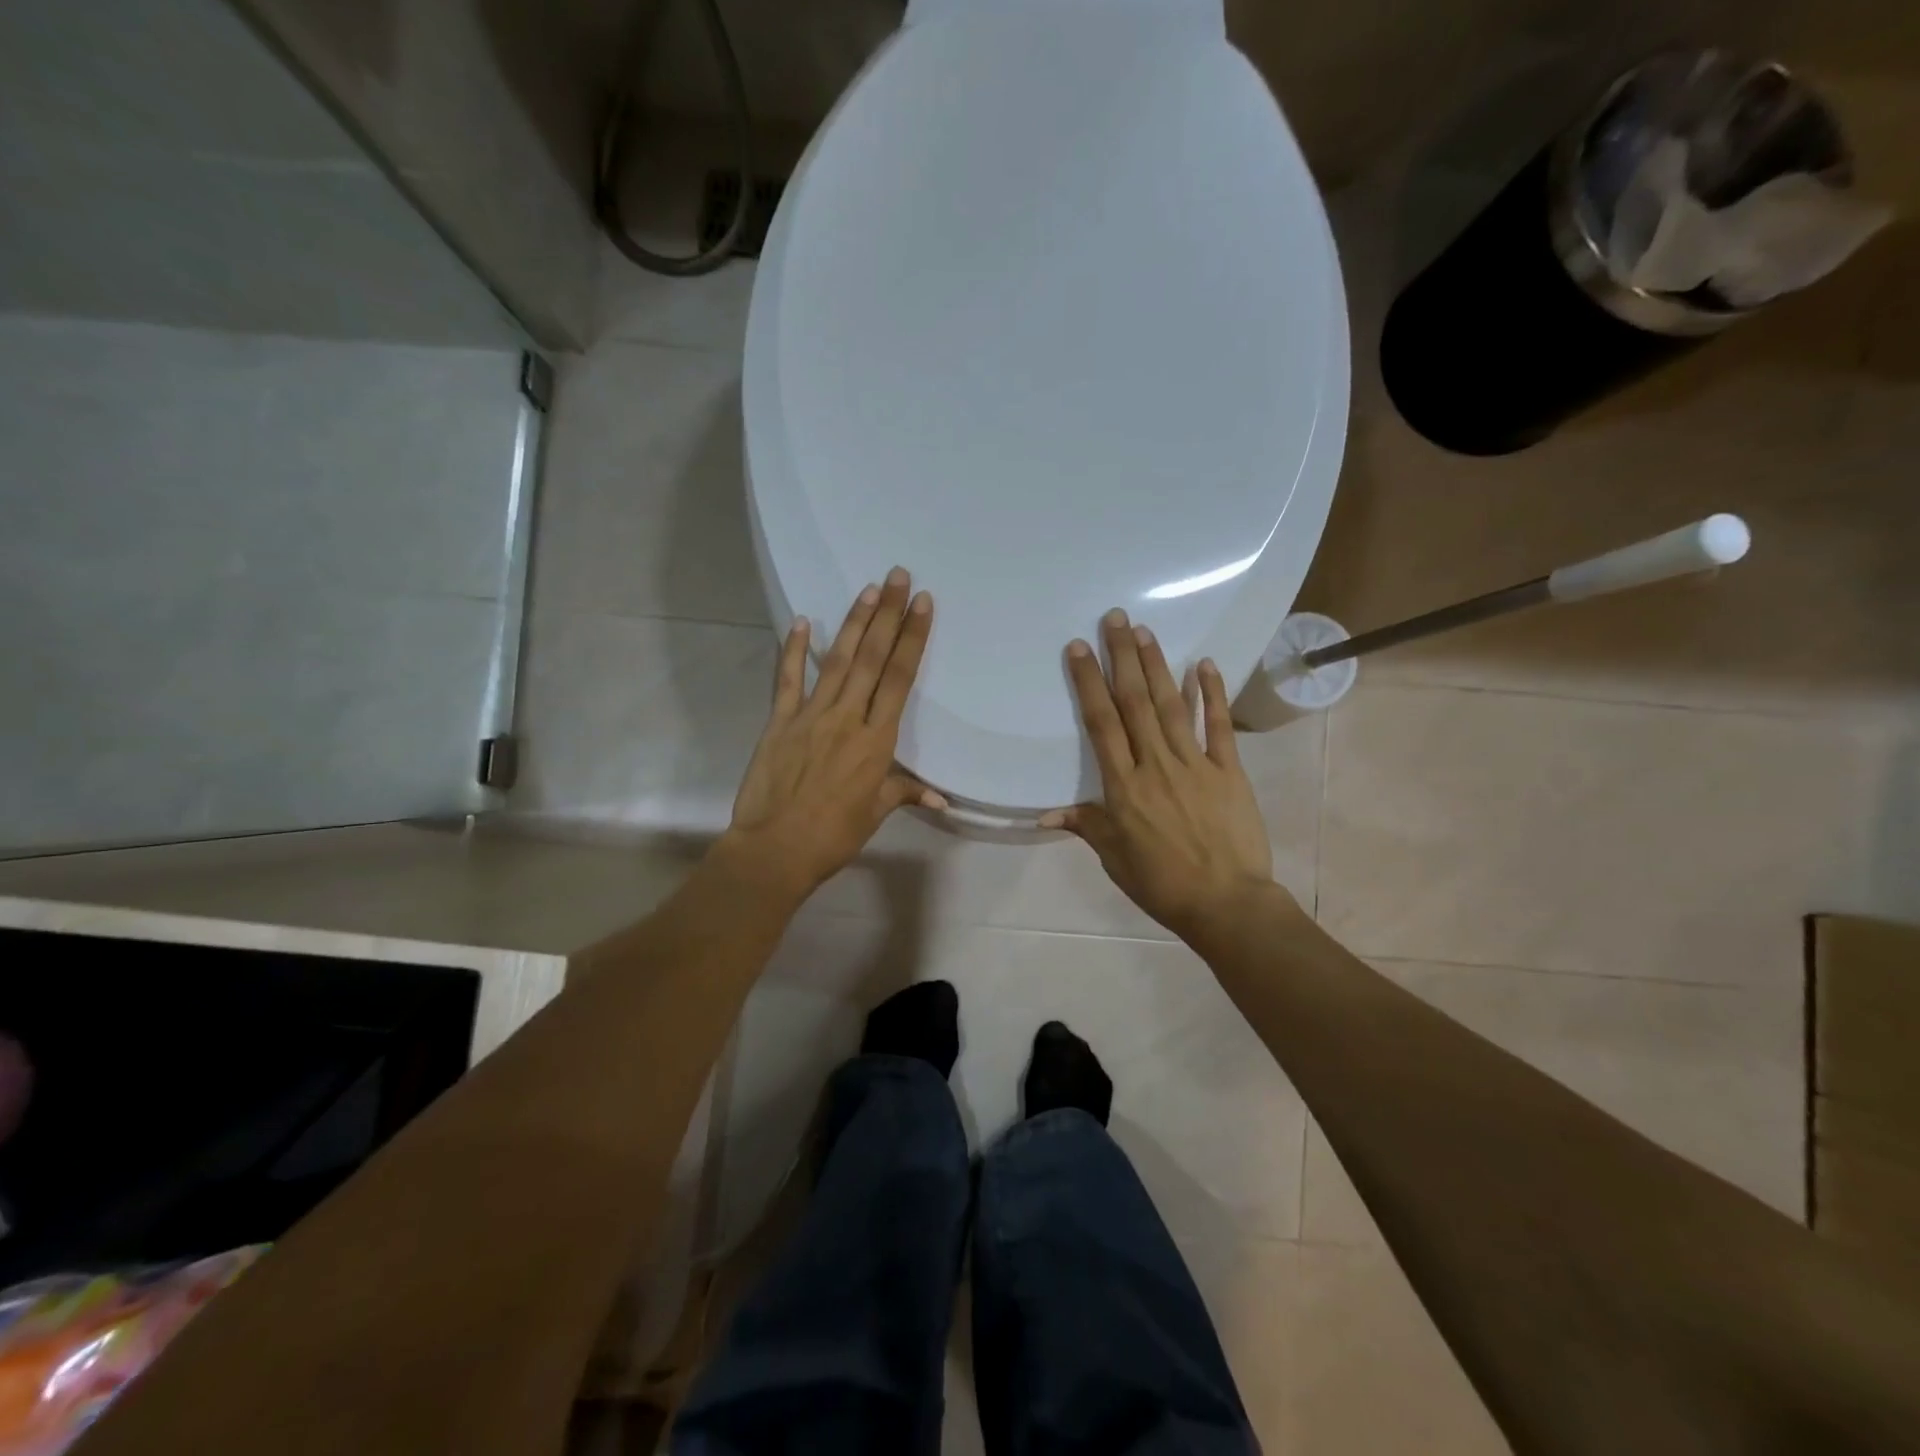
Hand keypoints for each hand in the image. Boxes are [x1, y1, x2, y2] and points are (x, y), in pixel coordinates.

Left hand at [723, 568, 942, 902]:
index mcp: (876, 740)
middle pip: (871, 659)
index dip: (912, 639)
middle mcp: (846, 718)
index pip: (899, 679)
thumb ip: (904, 792)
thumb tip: (940, 797)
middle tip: (898, 576)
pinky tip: (802, 622)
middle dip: (887, 615)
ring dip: (853, 623)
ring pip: (836, 661)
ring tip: (867, 590)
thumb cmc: (833, 836)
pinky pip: (787, 680)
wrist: (775, 849)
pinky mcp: (779, 722)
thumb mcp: (874, 813)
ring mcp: (809, 716)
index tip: (922, 604)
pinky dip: (793, 650)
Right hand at [1042, 609, 1276, 941]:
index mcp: (1124, 787)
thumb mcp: (1114, 858)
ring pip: (1171, 706)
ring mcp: (1195, 764)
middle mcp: (1156, 765)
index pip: (1101, 724)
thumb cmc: (1161, 883)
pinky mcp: (1228, 771)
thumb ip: (1085, 825)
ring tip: (1145, 631)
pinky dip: (1211, 694)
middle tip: (1114, 619)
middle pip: (1134, 703)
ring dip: (1157, 666)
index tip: (1078, 649)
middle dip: (1122, 658)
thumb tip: (1043, 815)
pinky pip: (1218, 727)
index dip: (1088, 683)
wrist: (1226, 904)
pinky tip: (1204, 664)